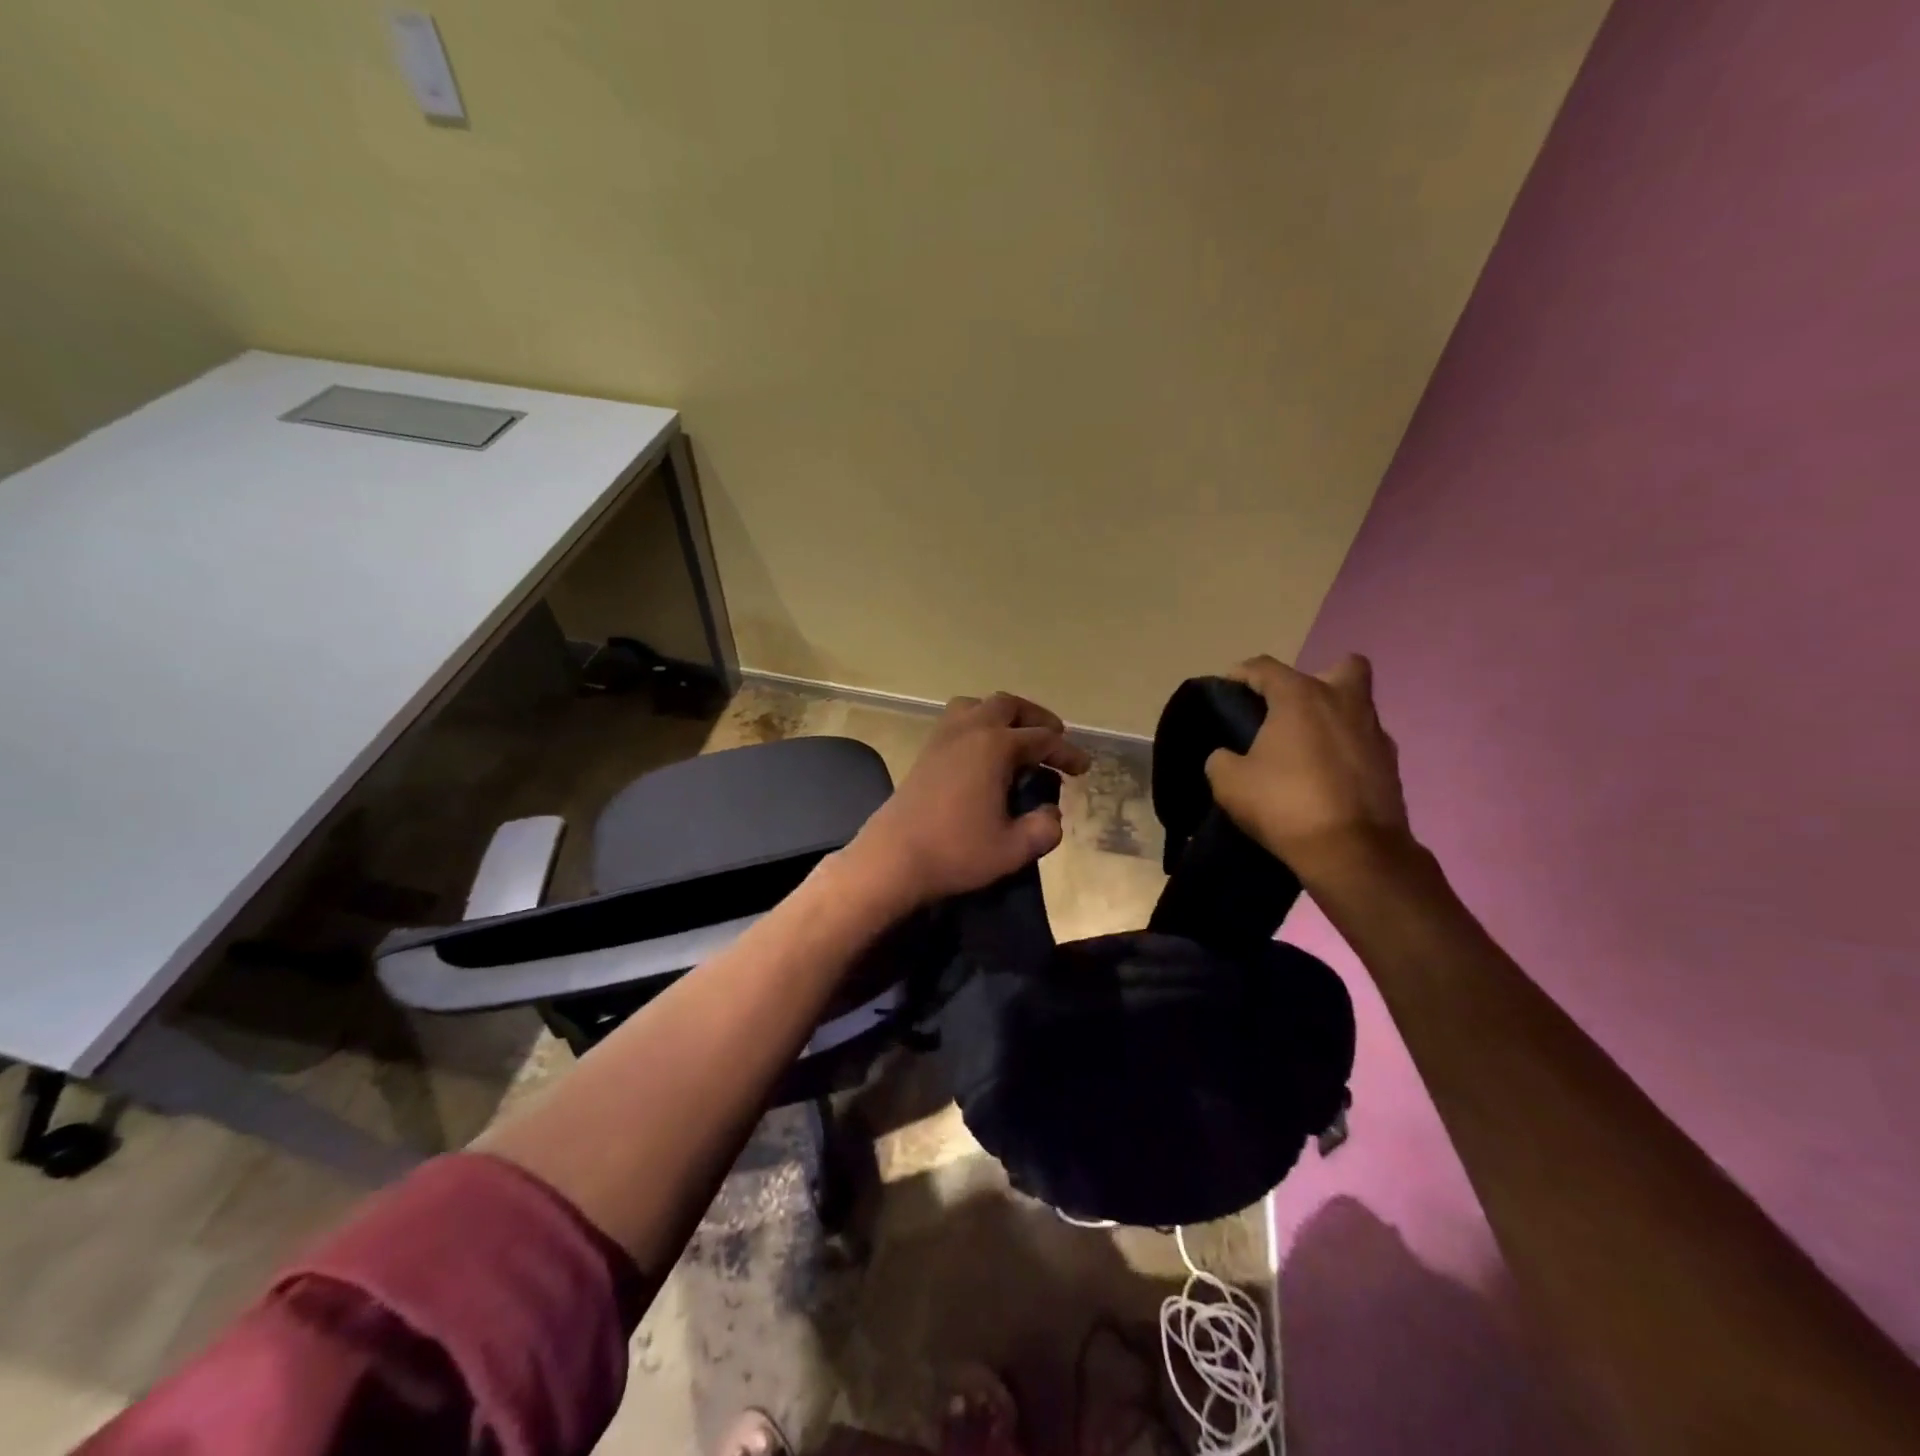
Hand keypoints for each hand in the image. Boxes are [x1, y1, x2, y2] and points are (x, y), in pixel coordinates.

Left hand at [847, 692, 1091, 909]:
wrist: (893, 859)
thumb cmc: (956, 852)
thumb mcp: (1014, 849)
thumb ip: (1044, 828)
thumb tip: (1050, 814)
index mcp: (996, 746)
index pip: (1043, 740)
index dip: (1067, 753)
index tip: (1083, 769)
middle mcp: (970, 730)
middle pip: (1009, 705)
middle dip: (1037, 718)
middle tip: (1055, 738)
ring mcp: (943, 737)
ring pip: (977, 705)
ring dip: (1003, 714)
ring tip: (1017, 737)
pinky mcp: (925, 751)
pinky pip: (957, 720)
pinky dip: (978, 724)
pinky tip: (983, 752)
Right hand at [1204, 654, 1411, 874]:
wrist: (1353, 853)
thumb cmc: (1285, 804)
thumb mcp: (1230, 783)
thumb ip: (1222, 759)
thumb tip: (1228, 756)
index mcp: (1301, 697)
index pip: (1265, 667)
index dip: (1241, 674)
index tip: (1227, 690)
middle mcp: (1344, 703)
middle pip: (1341, 667)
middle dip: (1316, 680)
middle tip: (1290, 711)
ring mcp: (1375, 733)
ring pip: (1356, 708)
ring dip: (1332, 720)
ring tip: (1304, 752)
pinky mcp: (1391, 766)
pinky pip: (1363, 744)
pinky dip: (1345, 753)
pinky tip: (1325, 778)